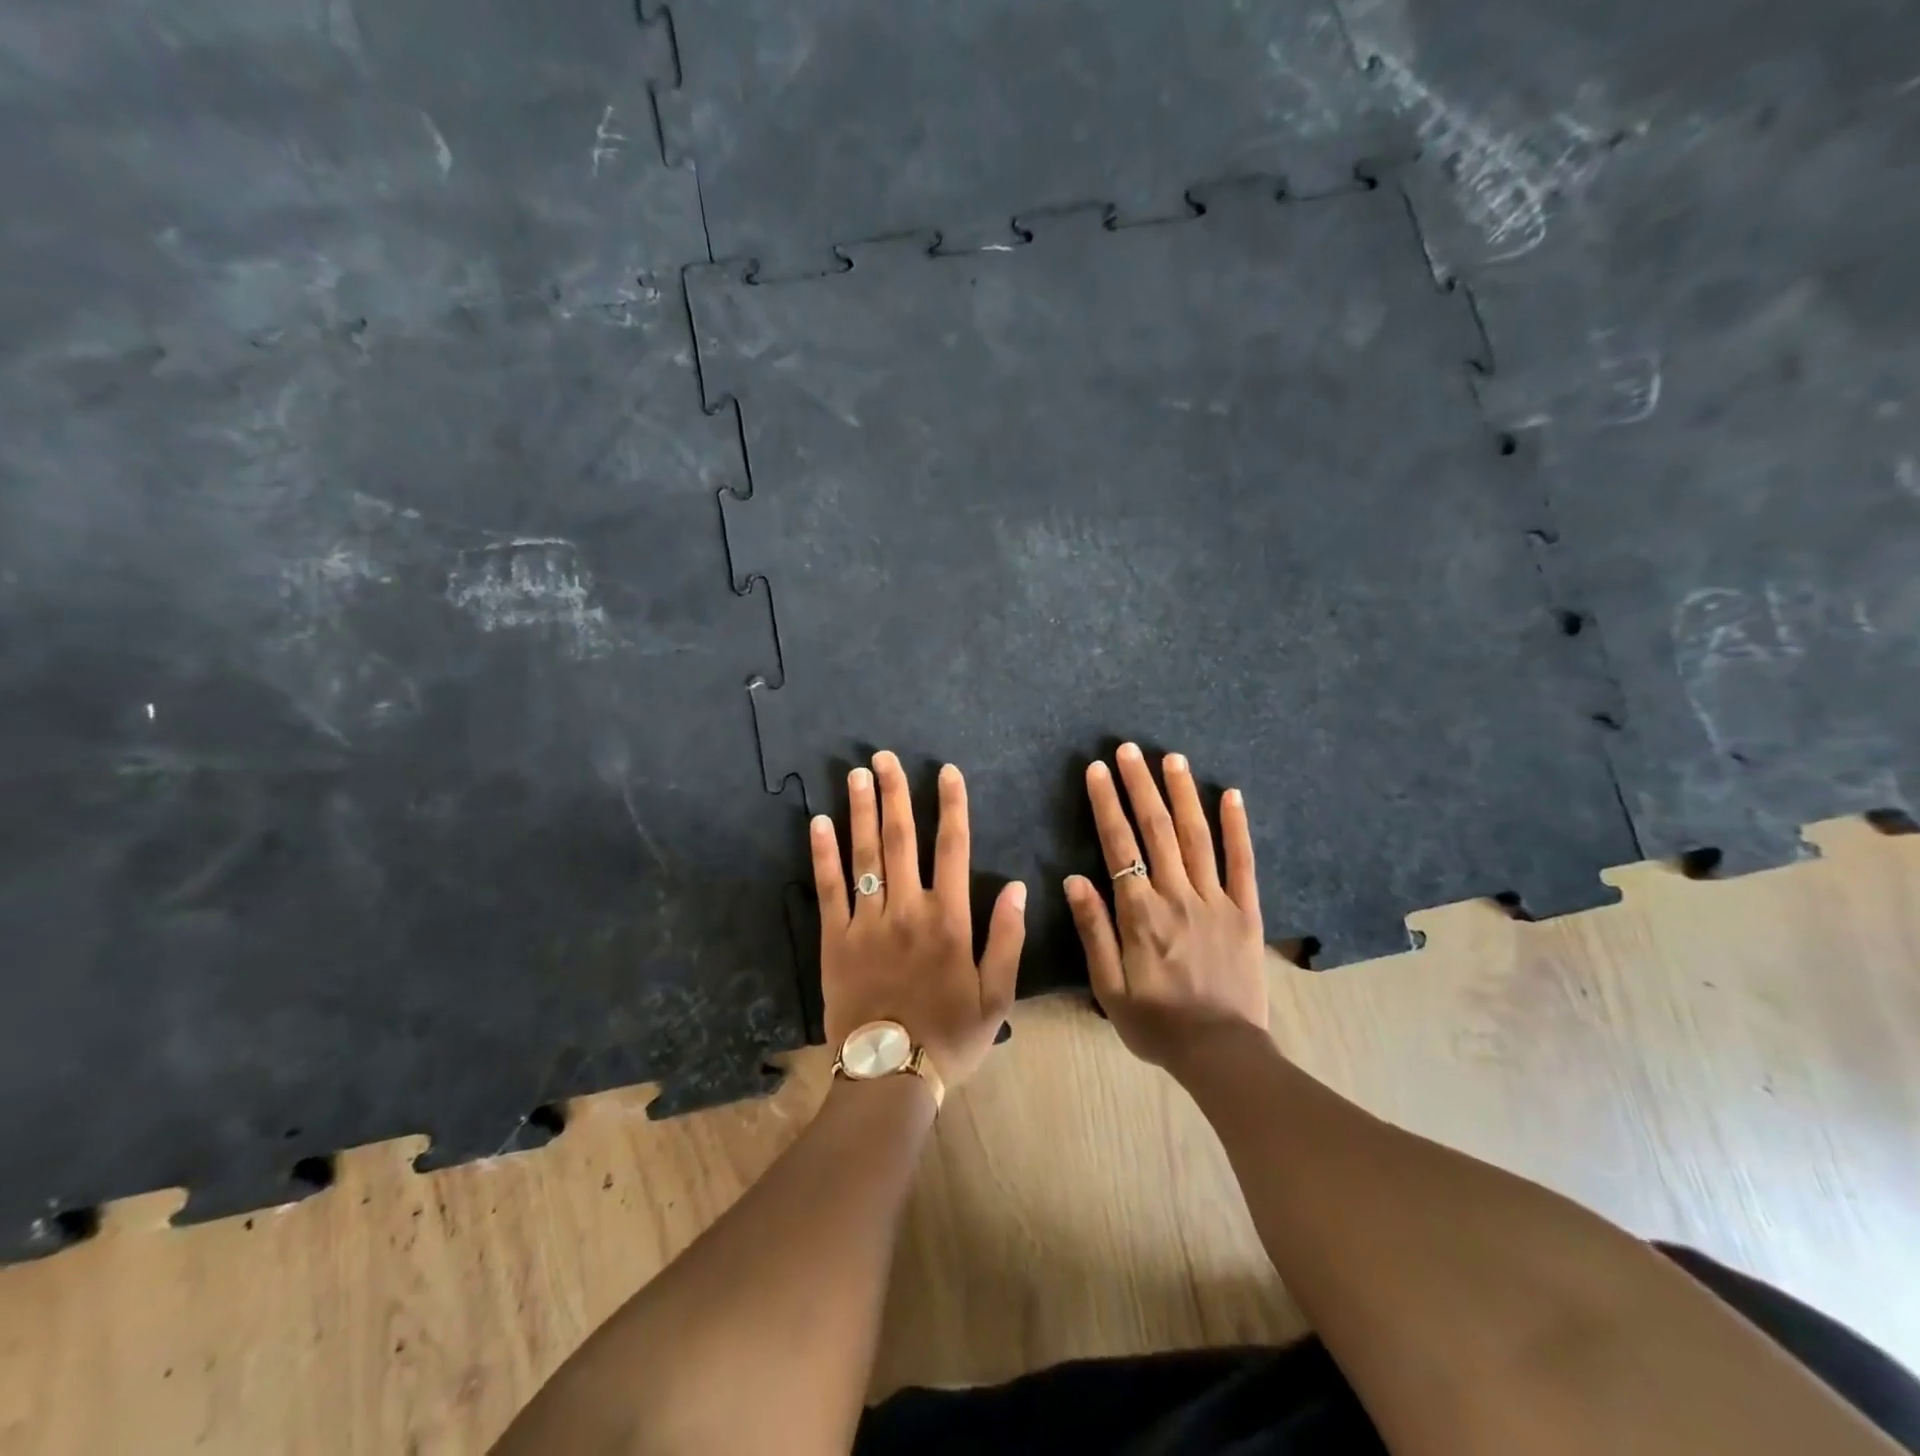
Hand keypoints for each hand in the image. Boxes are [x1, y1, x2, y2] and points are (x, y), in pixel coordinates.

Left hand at [811, 751, 1026, 1091]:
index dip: (951, 806)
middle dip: (895, 793)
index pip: (953, 849)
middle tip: (885, 757)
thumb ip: (1008, 938)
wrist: (891, 1075)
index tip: (945, 771)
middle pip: (901, 839)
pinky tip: (818, 822)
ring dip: (861, 810)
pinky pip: (829, 888)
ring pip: (865, 855)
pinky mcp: (834, 939)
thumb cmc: (951, 1036)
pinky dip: (824, 853)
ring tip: (856, 774)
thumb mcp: (997, 995)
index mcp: (949, 919)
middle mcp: (907, 909)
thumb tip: (1019, 886)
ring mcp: (867, 922)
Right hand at [1063, 743, 1268, 1069]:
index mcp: (1140, 913)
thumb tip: (1075, 878)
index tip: (1097, 770)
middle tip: (1128, 749)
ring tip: (1171, 757)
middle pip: (1157, 829)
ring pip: (1197, 835)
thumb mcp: (1109, 987)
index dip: (1106, 803)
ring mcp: (1216, 900)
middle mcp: (1177, 896)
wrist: (1220, 1052)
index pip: (1119, 846)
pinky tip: (1231, 794)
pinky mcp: (1246, 911)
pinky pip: (1243, 862)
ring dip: (1182, 793)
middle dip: (1140, 785)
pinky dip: (1237, 826)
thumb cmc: (1156, 1022)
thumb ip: (1094, 930)